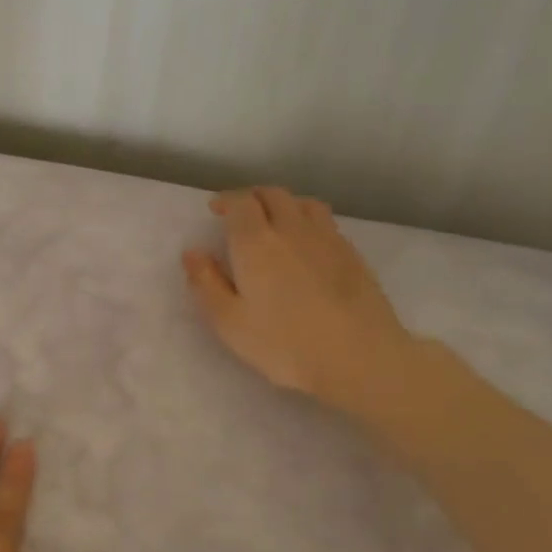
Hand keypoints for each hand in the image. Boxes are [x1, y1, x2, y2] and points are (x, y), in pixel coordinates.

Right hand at [182, 186, 417, 414]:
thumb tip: (192, 253)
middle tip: (241, 213)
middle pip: (273, 194)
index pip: (240, 202)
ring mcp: (327, 239)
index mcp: (256, 242)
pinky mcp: (353, 254)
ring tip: (275, 221)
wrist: (359, 357)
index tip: (216, 209)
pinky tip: (308, 245)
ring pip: (304, 203)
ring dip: (284, 204)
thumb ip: (206, 283)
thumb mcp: (229, 322)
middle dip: (253, 197)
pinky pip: (326, 223)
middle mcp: (291, 229)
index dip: (226, 201)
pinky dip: (309, 222)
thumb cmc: (284, 343)